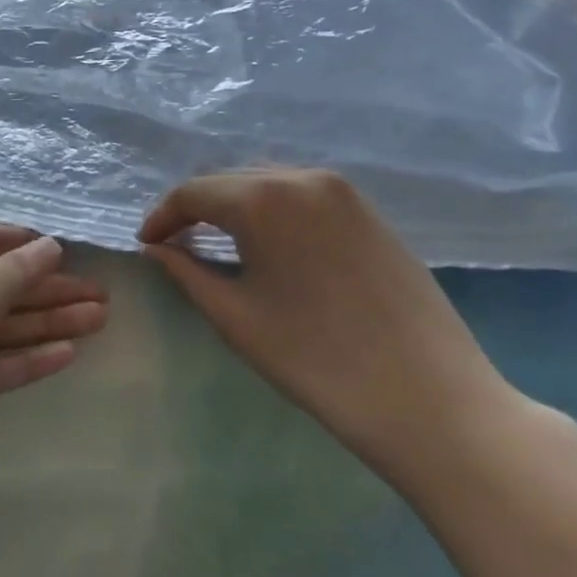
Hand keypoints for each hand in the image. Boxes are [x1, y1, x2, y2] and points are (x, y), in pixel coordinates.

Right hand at [139, 170, 523, 485]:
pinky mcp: (371, 213)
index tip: (145, 244)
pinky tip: (270, 244)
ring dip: (235, 206)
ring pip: (268, 183)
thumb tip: (156, 249)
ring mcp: (344, 192)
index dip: (162, 216)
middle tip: (174, 244)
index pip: (193, 192)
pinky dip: (274, 211)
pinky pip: (304, 196)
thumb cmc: (317, 361)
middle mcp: (303, 177)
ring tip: (217, 242)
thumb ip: (186, 272)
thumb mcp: (235, 317)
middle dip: (196, 208)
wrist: (431, 399)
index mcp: (264, 198)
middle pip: (230, 180)